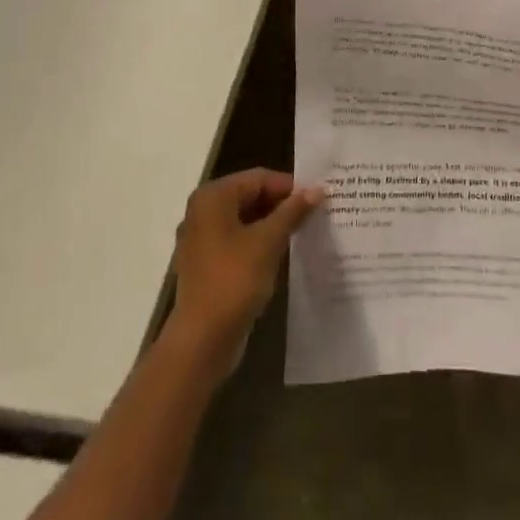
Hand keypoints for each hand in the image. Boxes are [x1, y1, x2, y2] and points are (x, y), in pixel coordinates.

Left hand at [169, 169, 322, 354]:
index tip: (318, 198)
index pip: (258, 178)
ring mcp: (201, 240)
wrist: (201, 341)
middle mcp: (202, 211)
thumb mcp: (268, 241)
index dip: (289, 186)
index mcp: (213, 197)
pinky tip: (282, 254)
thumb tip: (317, 189)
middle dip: (282, 205)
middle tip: (314, 214)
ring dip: (272, 225)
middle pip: (250, 196)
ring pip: (244, 221)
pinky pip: (237, 242)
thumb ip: (292, 211)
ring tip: (303, 232)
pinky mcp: (206, 265)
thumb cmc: (234, 280)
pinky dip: (258, 243)